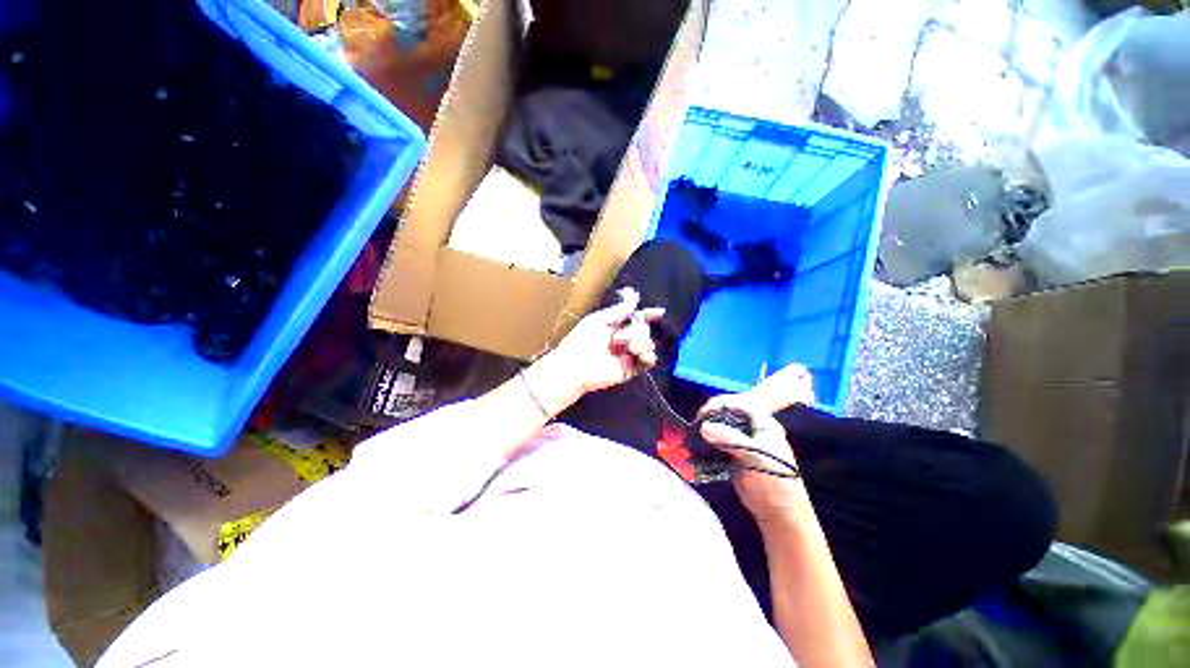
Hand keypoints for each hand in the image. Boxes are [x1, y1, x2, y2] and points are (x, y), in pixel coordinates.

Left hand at [548, 288, 664, 395]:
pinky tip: (642, 355)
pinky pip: (648, 361)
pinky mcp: (630, 369)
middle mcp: (622, 339)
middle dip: (637, 330)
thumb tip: (634, 295)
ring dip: (641, 343)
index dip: (647, 314)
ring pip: (647, 343)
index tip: (660, 312)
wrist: (577, 367)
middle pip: (643, 329)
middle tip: (620, 338)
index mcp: (613, 326)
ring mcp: (627, 354)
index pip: (634, 318)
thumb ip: (618, 309)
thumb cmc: (583, 340)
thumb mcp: (599, 319)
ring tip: (630, 348)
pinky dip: (649, 356)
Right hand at [697, 365, 815, 524]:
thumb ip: (730, 439)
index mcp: (763, 422)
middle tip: (695, 427)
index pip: (737, 403)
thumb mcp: (754, 458)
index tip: (701, 417)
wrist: (780, 515)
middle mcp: (752, 427)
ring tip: (693, 437)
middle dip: (709, 418)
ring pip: (720, 427)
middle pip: (726, 413)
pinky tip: (698, 447)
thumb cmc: (774, 484)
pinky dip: (707, 443)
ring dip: (706, 430)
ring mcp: (743, 440)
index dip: (718, 406)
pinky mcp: (734, 453)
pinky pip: (717, 442)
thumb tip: (704, 427)